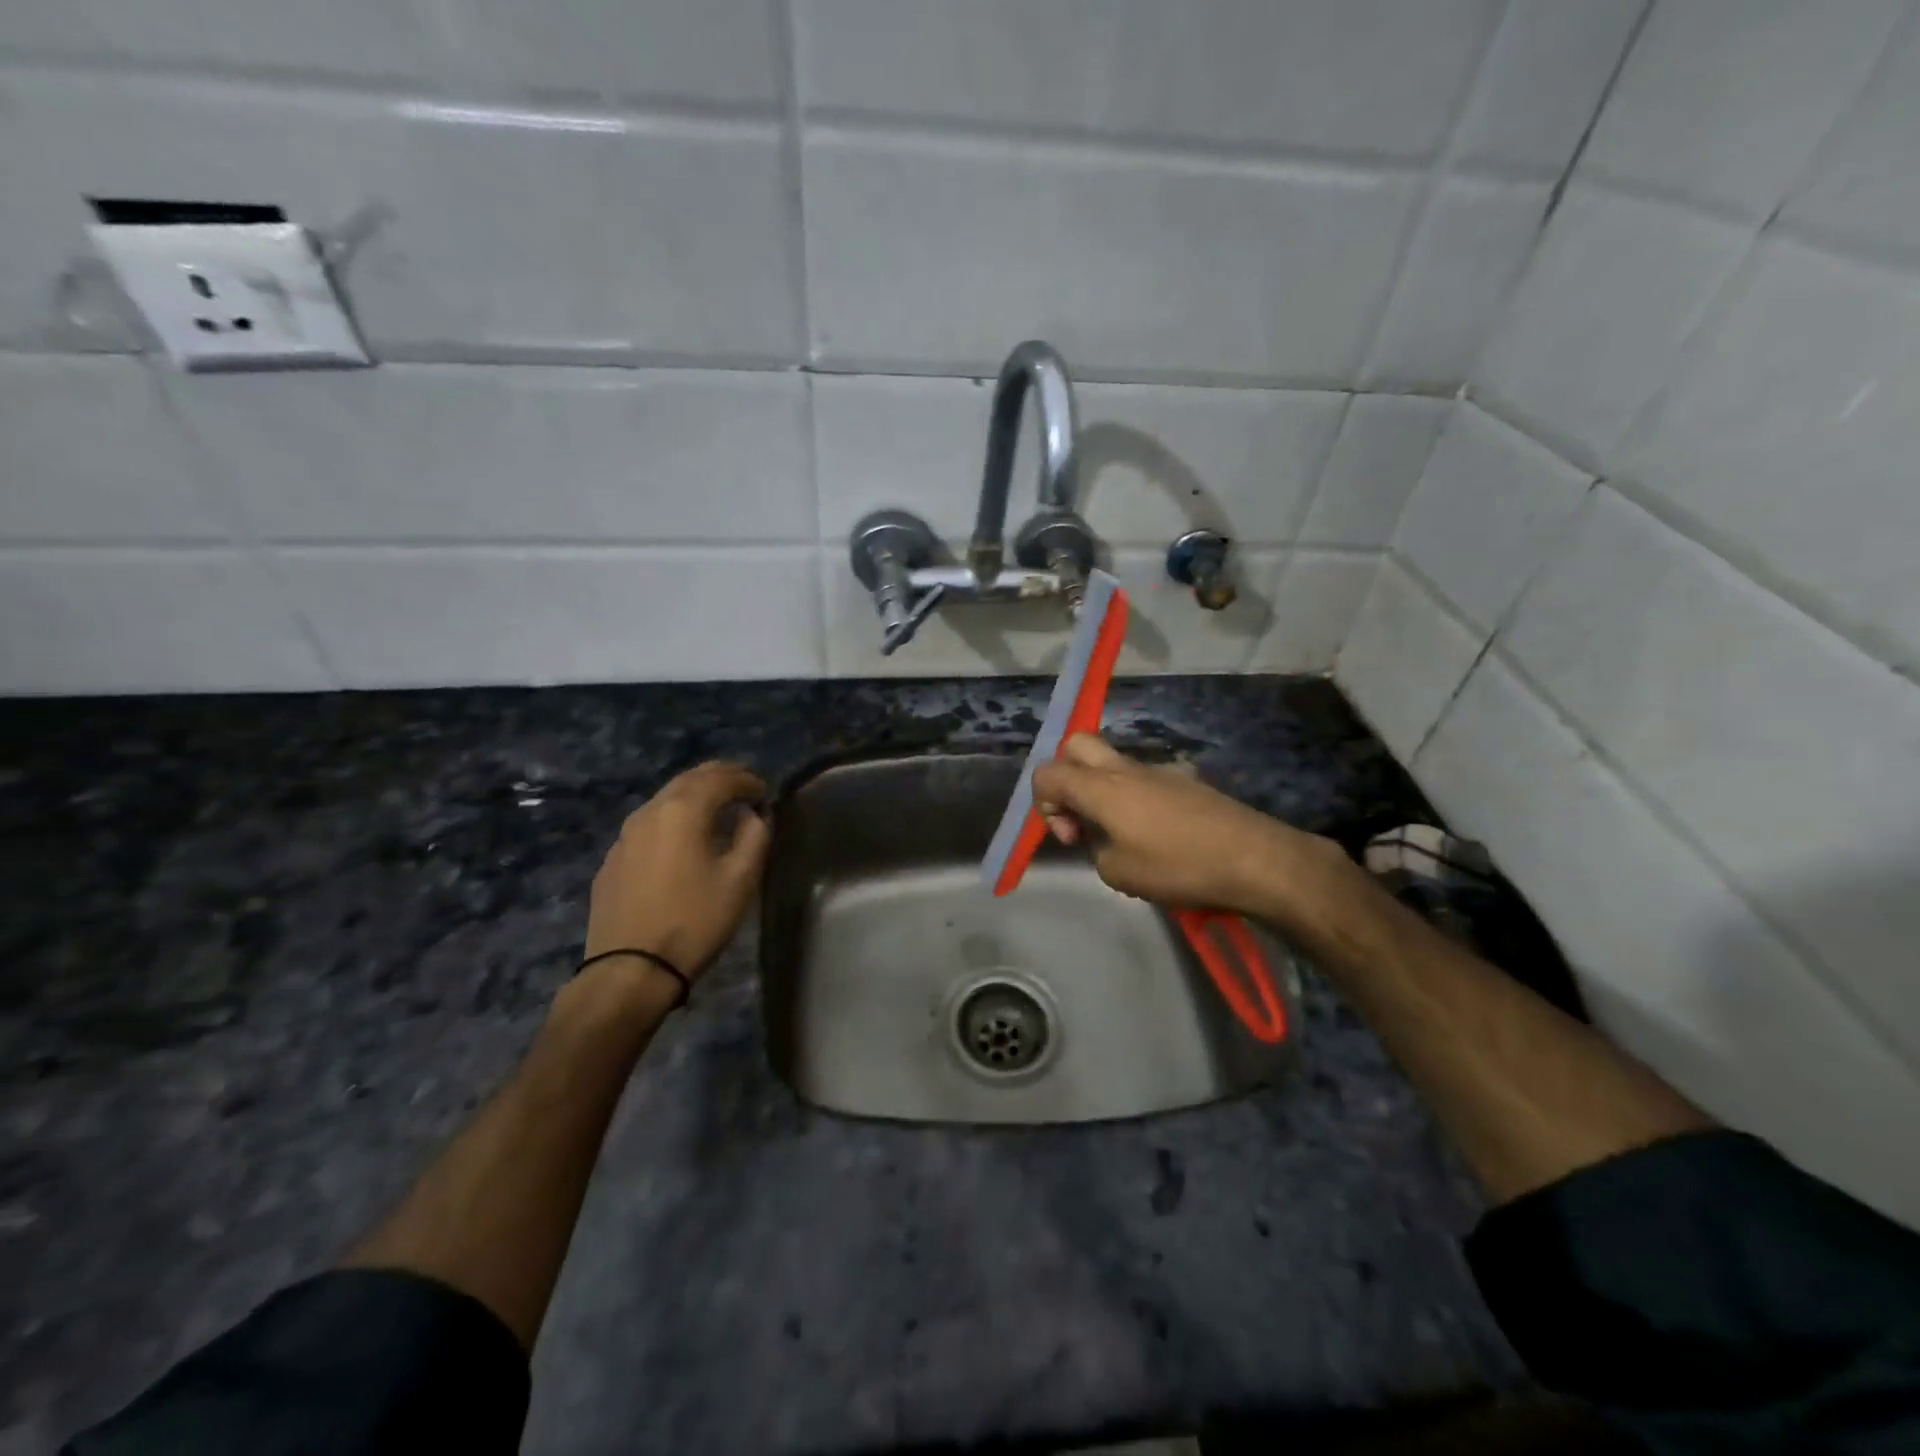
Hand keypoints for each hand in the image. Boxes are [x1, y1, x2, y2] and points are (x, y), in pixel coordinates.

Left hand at [584, 761, 770, 979]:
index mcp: (683, 811)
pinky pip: (649, 824)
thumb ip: (754, 836)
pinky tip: (683, 839)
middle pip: (689, 779)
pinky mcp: (613, 859)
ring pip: (665, 798)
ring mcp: (625, 835)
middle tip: (744, 787)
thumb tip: (753, 815)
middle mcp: (650, 811)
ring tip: (718, 809)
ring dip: (695, 795)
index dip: (747, 780)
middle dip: (720, 777)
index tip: (765, 792)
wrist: (630, 970)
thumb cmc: (695, 921)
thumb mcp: (740, 880)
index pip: (720, 778)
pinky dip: (674, 818)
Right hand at [1032, 733, 1328, 913]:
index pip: (1047, 774)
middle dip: (1066, 778)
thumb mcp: (1119, 874)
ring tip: (1121, 836)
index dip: (1043, 806)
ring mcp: (1156, 771)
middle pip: (1076, 746)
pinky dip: (1131, 799)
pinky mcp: (1182, 781)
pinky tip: (1156, 837)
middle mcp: (1124, 769)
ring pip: (1110, 763)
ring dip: (1100, 791)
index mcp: (1101, 787)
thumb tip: (1104, 841)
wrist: (1254, 857)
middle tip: (1082, 818)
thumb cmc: (1178, 866)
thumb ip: (1096, 852)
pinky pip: (1141, 779)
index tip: (1073, 838)